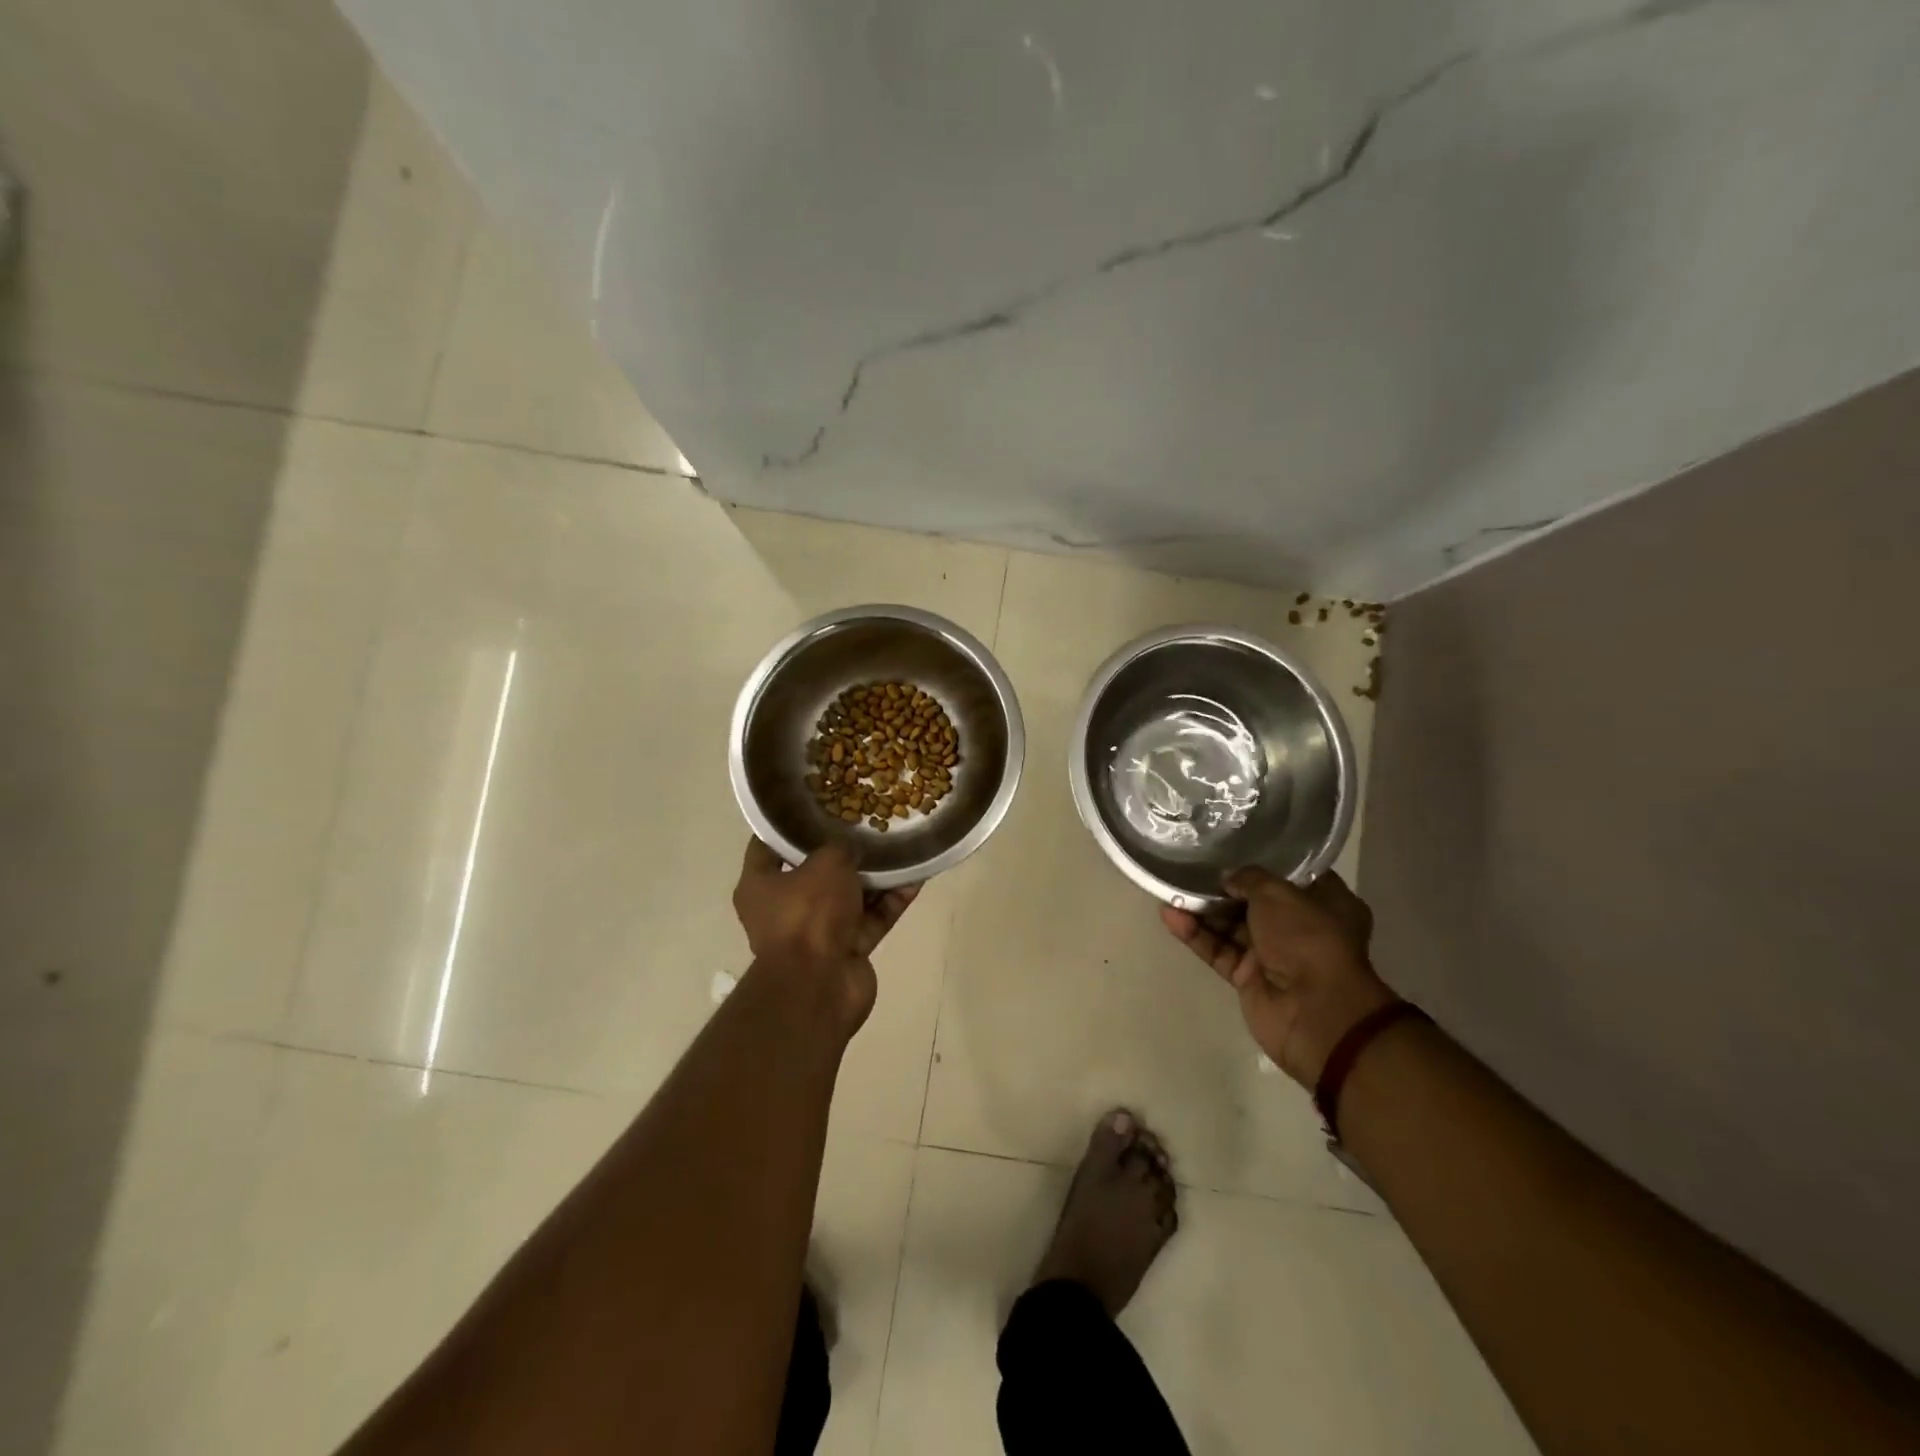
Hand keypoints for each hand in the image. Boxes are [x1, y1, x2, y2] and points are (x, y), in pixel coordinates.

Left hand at [732, 839, 918, 1031]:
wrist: (820, 985)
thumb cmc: (808, 913)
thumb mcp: (825, 863)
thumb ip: (841, 848)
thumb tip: (854, 848)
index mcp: (760, 885)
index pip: (768, 847)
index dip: (789, 825)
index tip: (814, 806)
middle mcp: (784, 909)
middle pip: (816, 872)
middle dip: (844, 851)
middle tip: (868, 824)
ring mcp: (818, 932)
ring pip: (850, 896)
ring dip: (876, 876)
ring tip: (901, 845)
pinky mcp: (848, 950)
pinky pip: (873, 918)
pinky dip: (892, 901)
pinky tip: (916, 876)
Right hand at [1161, 868, 1396, 1087]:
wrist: (1314, 1013)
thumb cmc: (1307, 939)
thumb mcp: (1278, 893)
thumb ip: (1249, 878)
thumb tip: (1228, 878)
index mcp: (1325, 903)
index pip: (1292, 876)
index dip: (1263, 861)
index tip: (1232, 846)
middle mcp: (1300, 927)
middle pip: (1255, 901)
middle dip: (1224, 887)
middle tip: (1191, 866)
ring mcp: (1273, 954)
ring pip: (1231, 925)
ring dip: (1203, 910)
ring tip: (1171, 889)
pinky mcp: (1248, 977)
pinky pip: (1218, 950)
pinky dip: (1196, 934)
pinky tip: (1170, 916)